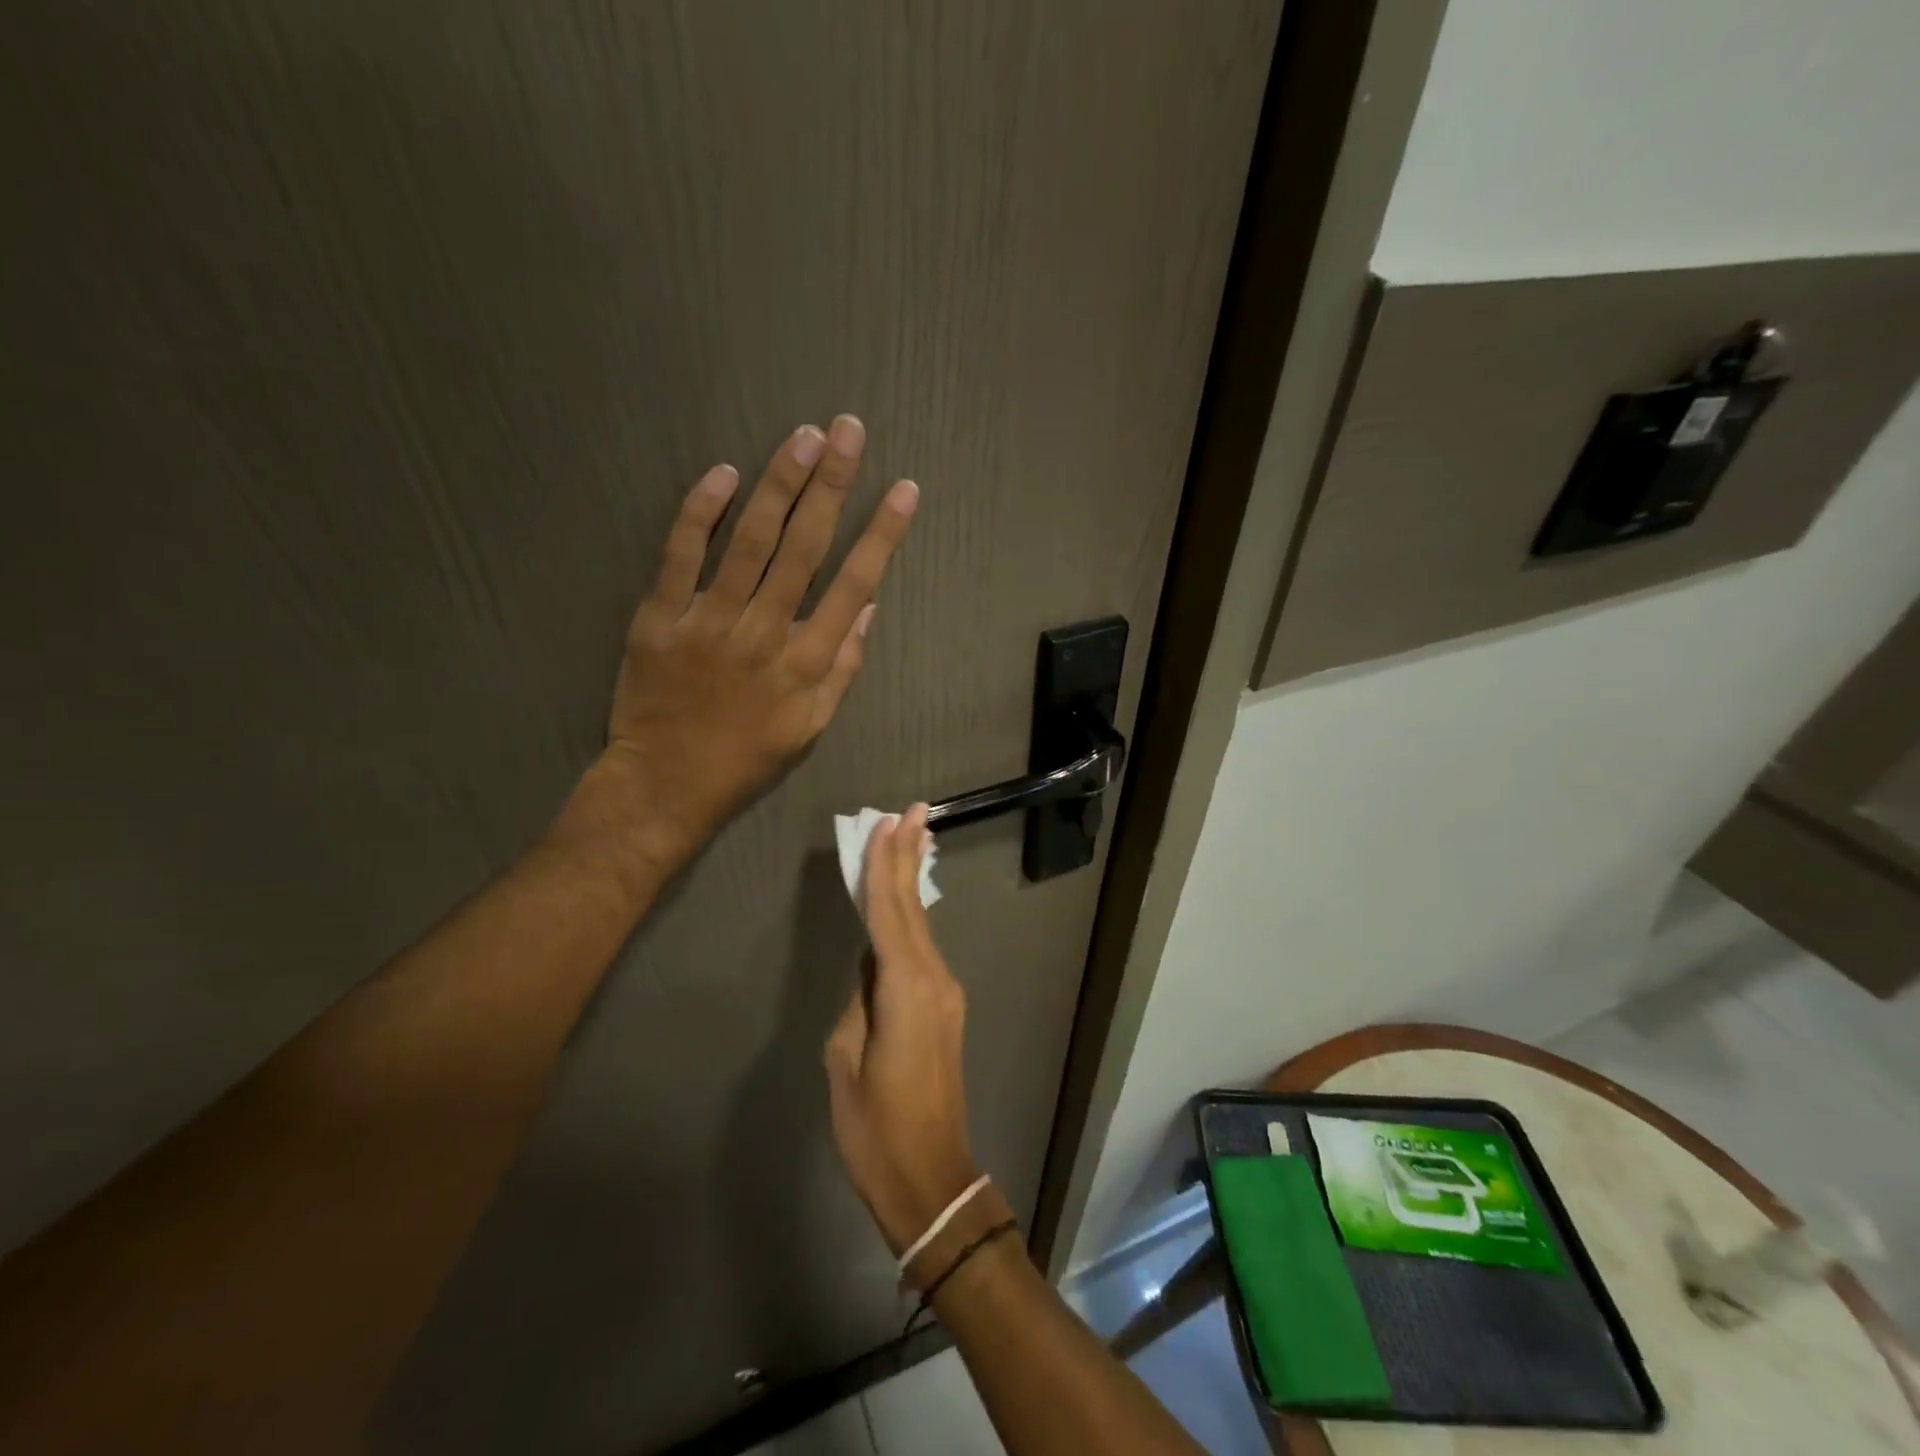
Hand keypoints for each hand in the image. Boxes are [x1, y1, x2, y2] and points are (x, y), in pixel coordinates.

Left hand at [606, 416, 917, 861]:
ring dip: (779, 483)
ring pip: (750, 540)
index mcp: (806, 662)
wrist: (666, 782)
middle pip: (804, 546)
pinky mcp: (660, 617)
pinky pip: (681, 554)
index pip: (854, 584)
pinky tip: (724, 474)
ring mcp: (709, 620)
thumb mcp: (812, 728)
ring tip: (803, 437)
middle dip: (832, 484)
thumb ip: (842, 669)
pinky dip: (702, 512)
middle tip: (849, 430)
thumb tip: (866, 609)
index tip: (902, 490)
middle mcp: (765, 631)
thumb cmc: (747, 758)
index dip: (881, 533)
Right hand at [824, 805, 982, 1258]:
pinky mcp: (944, 1008)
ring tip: (909, 839)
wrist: (931, 1177)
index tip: (889, 823)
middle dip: (909, 858)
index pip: (889, 913)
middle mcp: (934, 980)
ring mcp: (945, 993)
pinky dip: (910, 918)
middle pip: (914, 909)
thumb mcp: (846, 1062)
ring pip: (921, 926)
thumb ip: (857, 1004)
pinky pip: (922, 950)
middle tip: (912, 812)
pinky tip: (903, 903)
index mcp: (905, 989)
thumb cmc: (876, 1129)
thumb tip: (869, 973)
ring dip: (911, 883)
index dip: (886, 866)